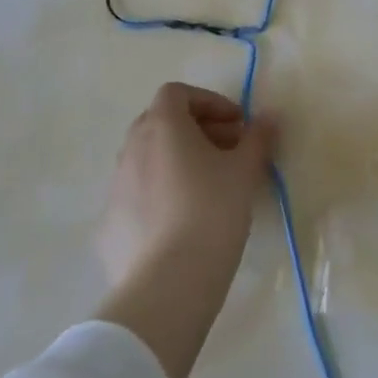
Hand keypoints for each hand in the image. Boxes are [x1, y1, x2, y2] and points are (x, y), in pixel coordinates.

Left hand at [94, 83, 277, 377]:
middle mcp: (131, 149)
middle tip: (228, 151)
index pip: (177, 93)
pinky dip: (160, 195)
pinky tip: (183, 223)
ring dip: (177, 161)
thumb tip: (269, 117)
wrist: (168, 285)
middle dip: (196, 130)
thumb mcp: (245, 171)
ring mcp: (115, 188)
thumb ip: (258, 138)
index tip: (237, 124)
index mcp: (162, 127)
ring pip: (148, 160)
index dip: (209, 102)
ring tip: (209, 188)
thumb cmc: (212, 211)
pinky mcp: (108, 226)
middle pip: (160, 123)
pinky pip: (138, 196)